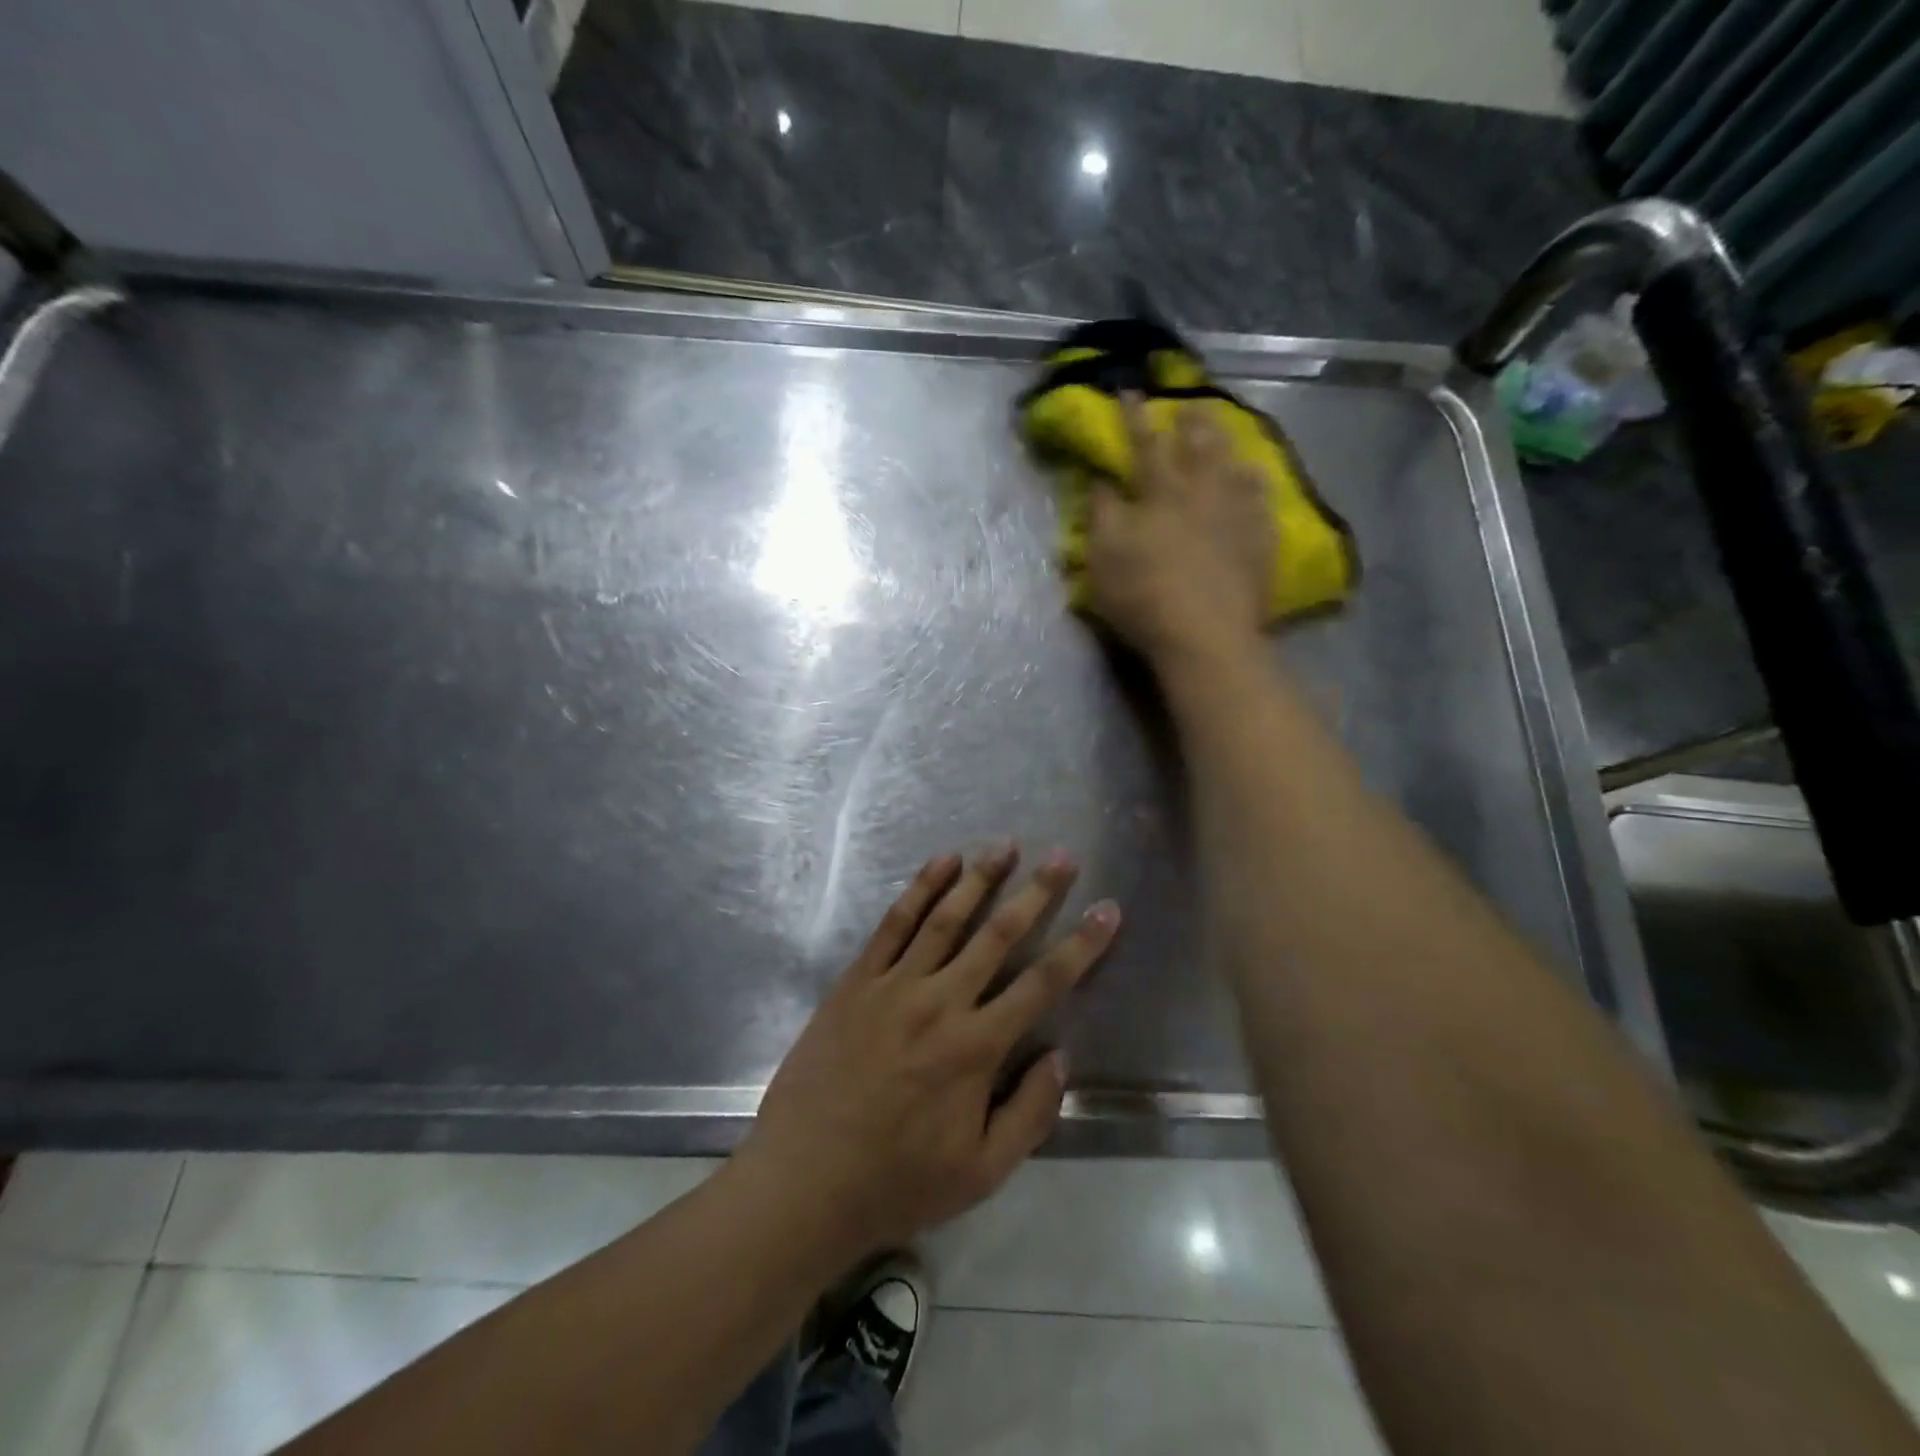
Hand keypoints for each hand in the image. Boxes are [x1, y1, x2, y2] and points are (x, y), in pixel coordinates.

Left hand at [736, 845, 1119, 1261]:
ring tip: (1006, 845)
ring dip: (980, 878)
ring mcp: (895, 985)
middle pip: (998, 935)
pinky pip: (893, 924)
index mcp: (975, 1048)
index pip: (1042, 984)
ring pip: (946, 918)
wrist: (804, 1178)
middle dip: (1036, 893)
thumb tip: (1059, 1057)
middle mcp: (941, 1002)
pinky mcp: (858, 980)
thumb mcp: (981, 1172)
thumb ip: (1029, 1113)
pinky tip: (940, 864)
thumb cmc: (898, 1180)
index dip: (1081, 946)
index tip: (1107, 911)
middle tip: (1062, 856)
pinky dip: (919, 890)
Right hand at [1084, 394, 1275, 663]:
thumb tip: (1103, 482)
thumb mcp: (1104, 557)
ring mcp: (1237, 516)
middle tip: (1192, 403)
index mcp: (1160, 493)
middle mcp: (1203, 493)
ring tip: (1228, 432)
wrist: (1205, 634)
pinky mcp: (1260, 543)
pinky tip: (1257, 480)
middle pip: (1199, 447)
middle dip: (1192, 423)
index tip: (1130, 392)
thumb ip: (1102, 514)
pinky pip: (1262, 502)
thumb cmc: (1143, 595)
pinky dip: (1256, 486)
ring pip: (1234, 468)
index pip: (1145, 445)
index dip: (1135, 418)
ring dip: (1228, 447)